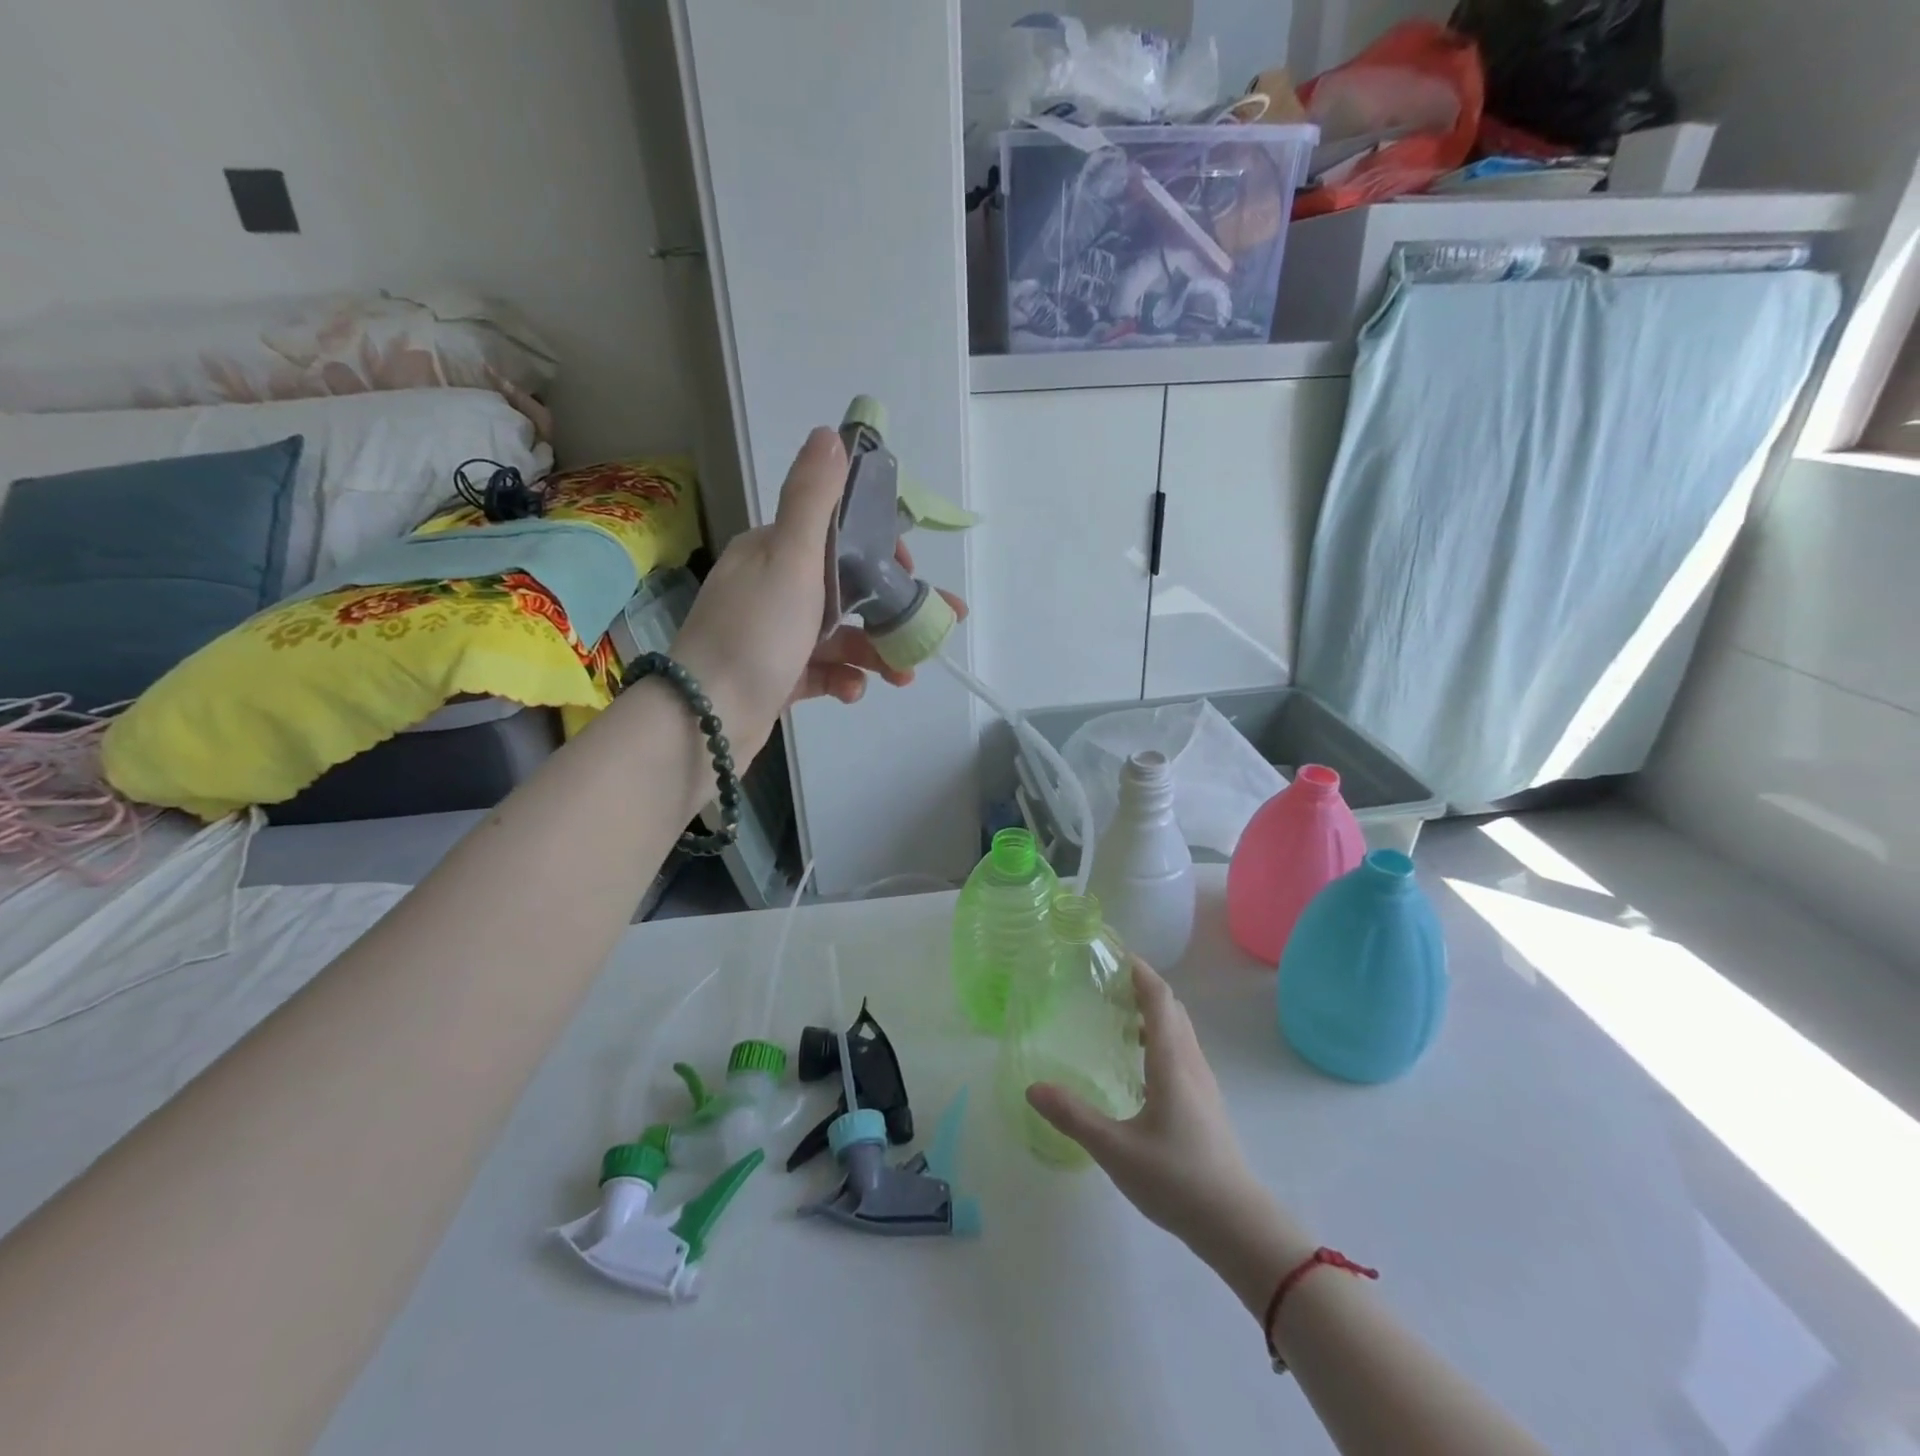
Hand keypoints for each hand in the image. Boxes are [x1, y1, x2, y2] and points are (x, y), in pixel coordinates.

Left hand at [669, 427, 965, 757]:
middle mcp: (769, 589)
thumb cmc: (755, 634)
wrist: (704, 720)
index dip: (880, 551)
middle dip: (890, 611)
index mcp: (771, 553)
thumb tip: (830, 434)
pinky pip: (821, 672)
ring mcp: (771, 637)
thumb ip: (813, 500)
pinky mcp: (774, 679)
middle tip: (931, 632)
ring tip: (904, 675)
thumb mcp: (790, 559)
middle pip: (845, 590)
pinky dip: (843, 679)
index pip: (835, 536)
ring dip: (875, 652)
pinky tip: (854, 693)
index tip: (911, 572)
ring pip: (838, 636)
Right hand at [1027, 961, 1266, 1250]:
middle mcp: (1191, 1063)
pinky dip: (1160, 1040)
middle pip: (1172, 1010)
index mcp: (1172, 1062)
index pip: (1159, 999)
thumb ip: (1073, 1116)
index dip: (1140, 972)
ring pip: (1180, 1032)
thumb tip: (1033, 1088)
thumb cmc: (1177, 1179)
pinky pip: (1182, 1053)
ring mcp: (1203, 1084)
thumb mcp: (1116, 1149)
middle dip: (1143, 989)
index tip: (1115, 955)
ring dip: (1153, 1015)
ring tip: (1116, 1020)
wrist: (1237, 1225)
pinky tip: (1137, 1067)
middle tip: (1106, 985)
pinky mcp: (1205, 1104)